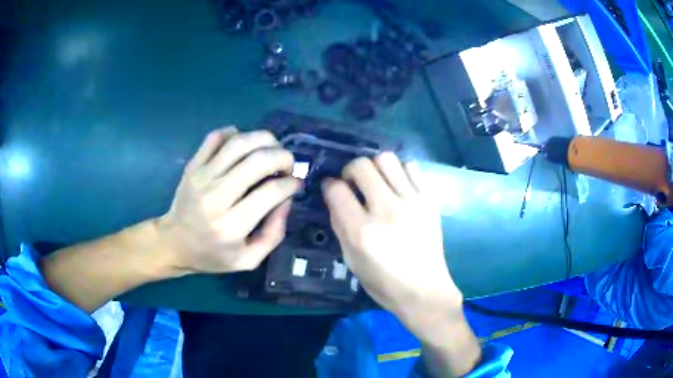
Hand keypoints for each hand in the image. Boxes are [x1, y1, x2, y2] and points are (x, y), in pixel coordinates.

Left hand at [157, 127, 300, 275]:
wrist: (174, 243)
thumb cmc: (212, 255)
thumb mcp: (248, 260)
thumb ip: (273, 234)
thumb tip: (286, 199)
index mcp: (232, 225)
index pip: (271, 191)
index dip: (292, 184)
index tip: (297, 185)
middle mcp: (216, 196)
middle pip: (258, 161)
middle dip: (283, 157)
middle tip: (289, 165)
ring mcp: (202, 177)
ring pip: (239, 143)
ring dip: (264, 140)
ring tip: (272, 149)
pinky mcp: (193, 165)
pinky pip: (216, 137)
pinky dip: (235, 133)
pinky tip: (244, 145)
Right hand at [322, 153, 462, 335]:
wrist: (425, 290)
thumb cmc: (383, 282)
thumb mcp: (351, 259)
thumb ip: (340, 224)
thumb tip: (334, 196)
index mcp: (362, 231)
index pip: (336, 188)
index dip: (329, 185)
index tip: (331, 189)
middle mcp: (387, 210)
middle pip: (361, 165)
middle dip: (350, 170)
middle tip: (353, 184)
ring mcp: (412, 202)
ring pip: (387, 159)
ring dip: (375, 167)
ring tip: (377, 183)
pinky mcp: (430, 200)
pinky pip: (411, 167)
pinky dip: (399, 172)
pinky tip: (398, 187)